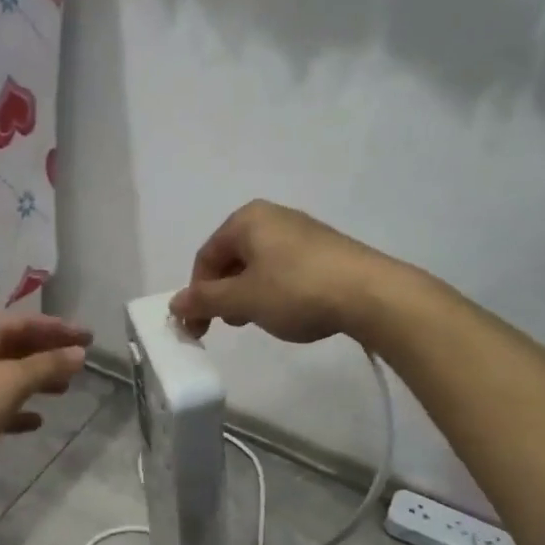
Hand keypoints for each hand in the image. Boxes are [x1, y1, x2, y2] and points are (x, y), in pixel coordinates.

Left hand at [0, 313, 90, 491]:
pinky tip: (36, 420)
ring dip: (36, 379)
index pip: (24, 322)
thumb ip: (47, 365)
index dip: (58, 328)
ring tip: (64, 389)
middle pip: (16, 346)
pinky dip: (18, 409)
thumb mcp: (11, 381)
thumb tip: (79, 352)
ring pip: (7, 375)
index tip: (89, 337)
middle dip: (48, 352)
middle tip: (80, 361)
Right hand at [170, 200, 393, 343]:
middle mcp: (273, 216)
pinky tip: (287, 311)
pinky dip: (274, 290)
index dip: (197, 293)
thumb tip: (174, 303)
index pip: (206, 256)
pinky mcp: (325, 249)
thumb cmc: (296, 290)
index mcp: (247, 220)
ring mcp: (302, 231)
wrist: (370, 293)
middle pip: (232, 258)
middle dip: (223, 293)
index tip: (199, 327)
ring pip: (259, 264)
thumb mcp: (243, 300)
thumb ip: (205, 300)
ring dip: (248, 294)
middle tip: (229, 325)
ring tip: (258, 320)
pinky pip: (285, 268)